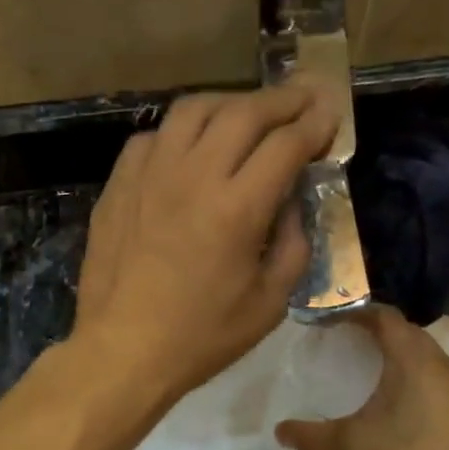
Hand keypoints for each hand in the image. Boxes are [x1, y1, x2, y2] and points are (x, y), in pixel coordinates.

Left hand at [72, 84, 336, 404]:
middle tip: (303, 98)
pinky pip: (153, 137)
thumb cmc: (201, 338)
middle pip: (244, 113)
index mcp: (237, 209)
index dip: (314, 125)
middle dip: (282, 99)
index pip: (285, 144)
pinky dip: (181, 132)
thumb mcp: (269, 304)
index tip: (329, 116)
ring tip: (248, 112)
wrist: (124, 351)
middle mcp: (194, 177)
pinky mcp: (119, 185)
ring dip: (230, 103)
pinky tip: (190, 147)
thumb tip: (292, 205)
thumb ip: (293, 246)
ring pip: (193, 110)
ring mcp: (149, 175)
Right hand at [276, 307, 448, 449]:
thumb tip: (279, 431)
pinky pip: (441, 380)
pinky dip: (418, 379)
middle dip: (378, 333)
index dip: (358, 313)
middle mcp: (443, 365)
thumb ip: (312, 435)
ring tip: (373, 373)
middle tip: (348, 344)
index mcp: (414, 361)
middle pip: (408, 334)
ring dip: (401, 356)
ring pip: (428, 357)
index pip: (386, 318)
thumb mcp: (351, 446)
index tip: (333, 321)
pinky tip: (402, 406)